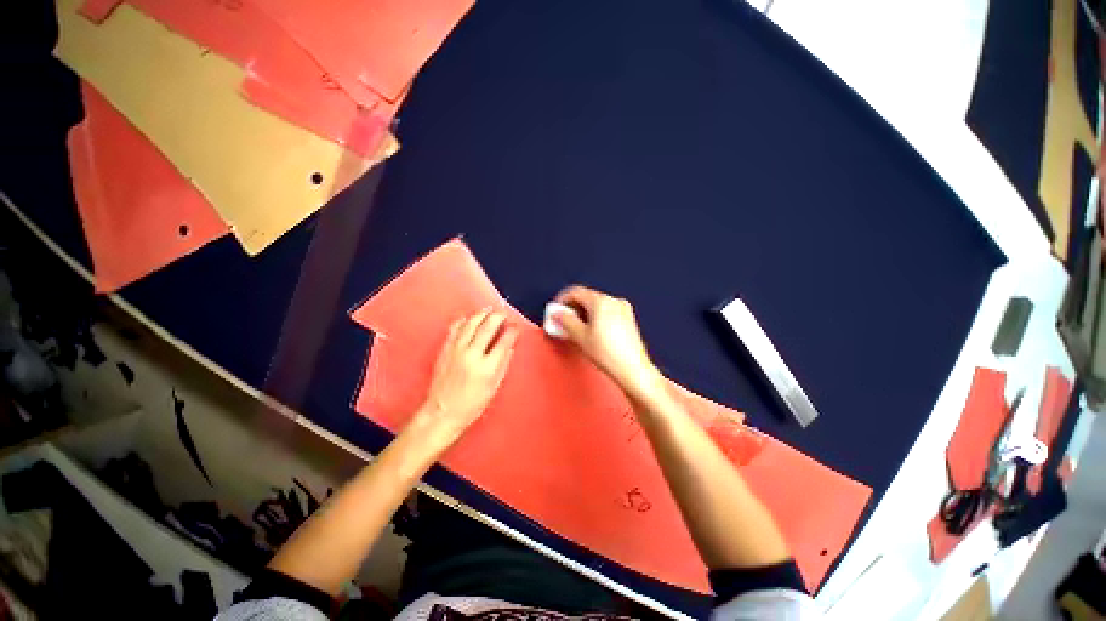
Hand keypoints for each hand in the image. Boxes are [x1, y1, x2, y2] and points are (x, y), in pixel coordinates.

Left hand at [419, 310, 517, 442]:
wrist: (442, 411)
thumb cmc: (472, 404)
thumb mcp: (494, 387)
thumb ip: (503, 365)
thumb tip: (510, 347)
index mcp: (487, 367)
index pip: (504, 341)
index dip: (512, 331)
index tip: (515, 326)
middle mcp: (472, 355)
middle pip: (488, 327)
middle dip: (498, 317)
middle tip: (504, 314)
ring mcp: (456, 350)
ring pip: (471, 324)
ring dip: (482, 314)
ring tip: (489, 310)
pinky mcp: (445, 349)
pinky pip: (455, 328)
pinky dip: (464, 321)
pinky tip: (470, 318)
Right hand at [551, 286, 663, 399]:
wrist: (632, 369)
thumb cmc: (609, 354)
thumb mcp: (580, 337)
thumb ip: (565, 321)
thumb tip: (557, 313)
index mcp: (601, 301)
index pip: (576, 291)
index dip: (562, 300)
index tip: (556, 310)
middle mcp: (614, 301)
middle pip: (587, 297)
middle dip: (573, 308)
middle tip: (563, 321)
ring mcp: (623, 309)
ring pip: (597, 304)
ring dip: (584, 313)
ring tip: (576, 329)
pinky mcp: (628, 318)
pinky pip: (607, 311)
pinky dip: (596, 317)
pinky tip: (591, 331)